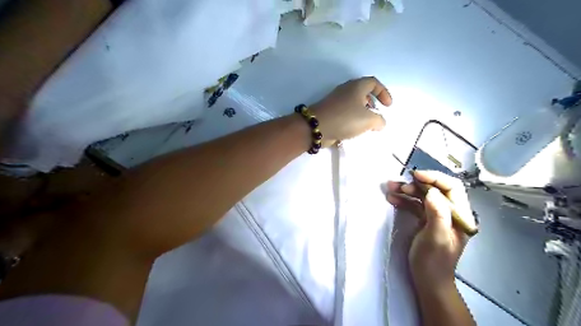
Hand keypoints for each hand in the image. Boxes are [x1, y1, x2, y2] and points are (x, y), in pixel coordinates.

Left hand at [308, 75, 388, 145]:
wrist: (316, 127)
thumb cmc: (345, 119)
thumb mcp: (369, 120)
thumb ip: (379, 120)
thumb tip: (380, 123)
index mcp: (356, 86)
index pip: (374, 82)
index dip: (383, 93)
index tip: (388, 106)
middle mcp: (345, 90)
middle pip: (363, 92)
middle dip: (372, 103)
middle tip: (376, 115)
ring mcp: (336, 100)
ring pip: (353, 103)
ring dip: (362, 113)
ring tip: (366, 125)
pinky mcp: (330, 111)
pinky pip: (345, 112)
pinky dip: (352, 119)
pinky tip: (353, 130)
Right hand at [385, 171, 470, 290]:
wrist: (427, 280)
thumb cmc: (433, 261)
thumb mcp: (436, 238)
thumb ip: (437, 213)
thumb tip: (430, 191)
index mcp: (460, 216)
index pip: (452, 187)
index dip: (435, 178)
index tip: (416, 176)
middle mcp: (450, 213)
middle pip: (435, 189)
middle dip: (416, 184)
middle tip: (398, 185)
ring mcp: (437, 216)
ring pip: (423, 196)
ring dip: (406, 191)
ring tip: (390, 188)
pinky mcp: (425, 220)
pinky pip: (415, 205)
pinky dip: (403, 200)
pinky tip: (392, 198)